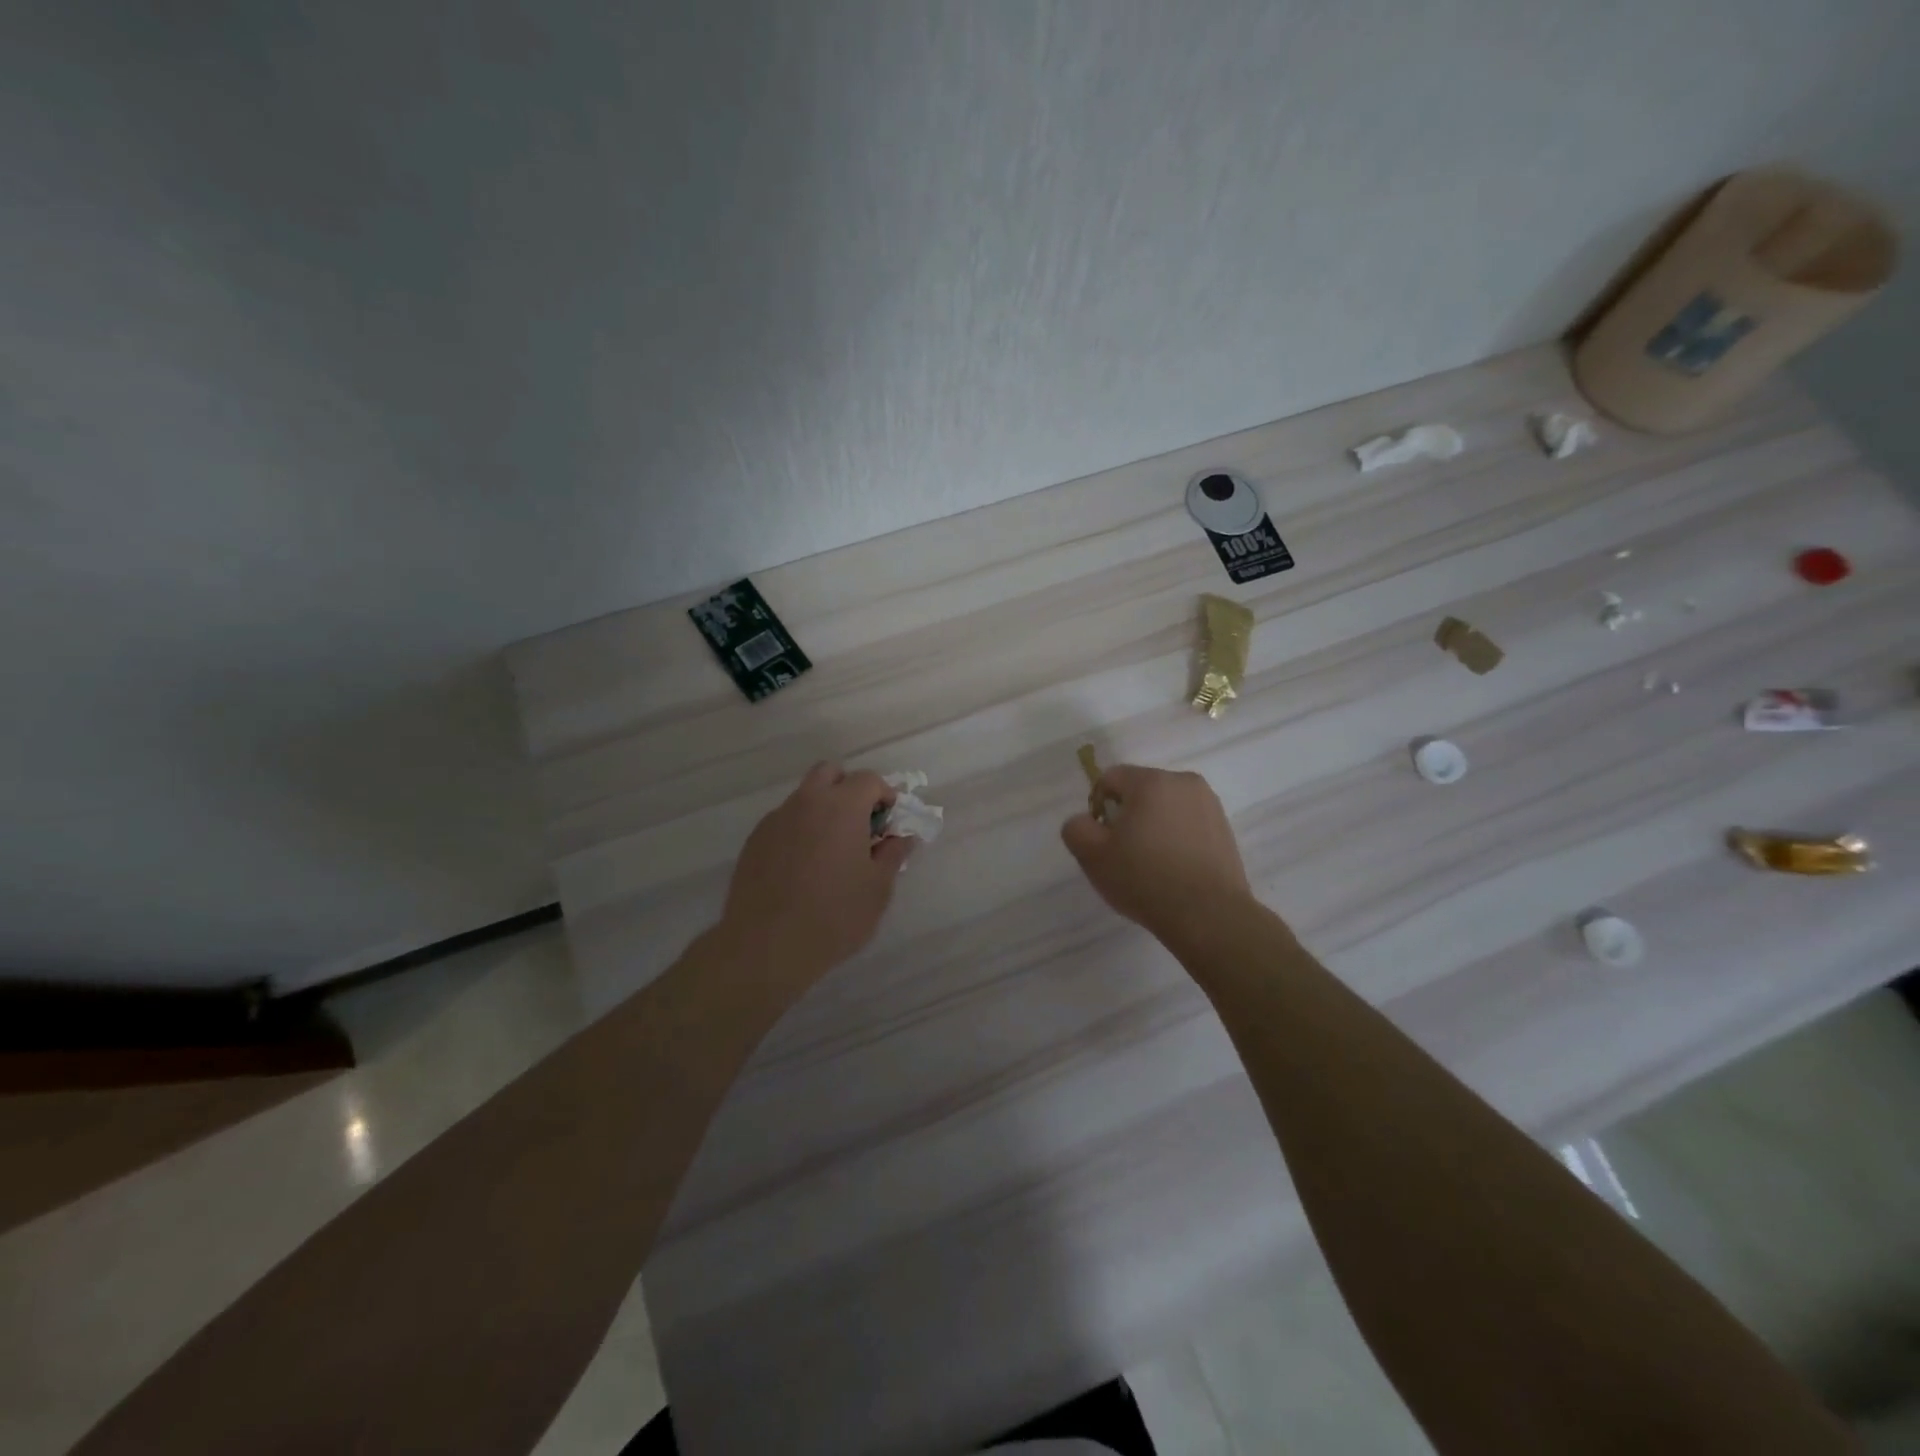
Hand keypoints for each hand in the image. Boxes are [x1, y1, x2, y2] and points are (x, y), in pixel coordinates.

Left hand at [721, 763, 915, 982]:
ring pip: (804, 797)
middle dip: (848, 788)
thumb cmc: (834, 915)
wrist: (767, 946)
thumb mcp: (878, 888)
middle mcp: (806, 802)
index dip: (885, 795)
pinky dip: (799, 831)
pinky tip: (802, 868)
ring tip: (830, 852)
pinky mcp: (754, 841)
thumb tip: (903, 837)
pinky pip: (784, 822)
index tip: (889, 822)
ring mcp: (776, 820)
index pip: (869, 780)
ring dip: (822, 810)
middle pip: (829, 773)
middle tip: (860, 824)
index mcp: (842, 806)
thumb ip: (892, 854)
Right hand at [1061, 765, 1251, 941]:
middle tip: (1124, 855)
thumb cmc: (1145, 879)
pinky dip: (1177, 839)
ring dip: (1153, 827)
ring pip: (1166, 808)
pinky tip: (1175, 871)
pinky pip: (1188, 825)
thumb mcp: (1092, 856)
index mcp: (1151, 781)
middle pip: (1140, 791)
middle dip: (1128, 816)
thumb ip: (1076, 828)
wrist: (1208, 916)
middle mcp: (1184, 782)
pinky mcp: (1225, 829)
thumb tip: (1085, 821)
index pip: (1110, 778)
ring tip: (1152, 866)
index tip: (1102, 840)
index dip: (1098, 807)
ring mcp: (1210, 805)